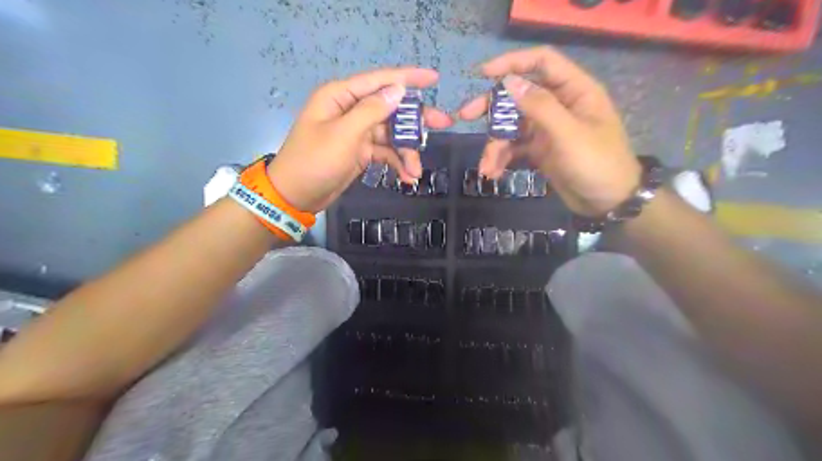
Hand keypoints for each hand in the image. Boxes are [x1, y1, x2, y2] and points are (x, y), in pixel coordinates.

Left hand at [266, 66, 451, 213]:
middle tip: (444, 124)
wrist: (296, 195)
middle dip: (415, 119)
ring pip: (391, 134)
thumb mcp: (344, 134)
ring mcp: (357, 132)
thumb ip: (372, 111)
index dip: (408, 78)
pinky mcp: (361, 151)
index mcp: (341, 96)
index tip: (434, 78)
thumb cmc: (314, 161)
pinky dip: (396, 162)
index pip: (380, 81)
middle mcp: (351, 110)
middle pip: (391, 108)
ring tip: (416, 170)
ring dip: (406, 151)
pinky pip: (385, 152)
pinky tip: (407, 176)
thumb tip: (398, 90)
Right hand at [456, 47, 641, 215]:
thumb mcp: (568, 134)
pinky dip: (502, 158)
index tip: (483, 74)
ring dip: (495, 144)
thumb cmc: (596, 163)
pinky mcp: (540, 150)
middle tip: (465, 115)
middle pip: (519, 95)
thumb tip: (509, 82)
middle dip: (492, 107)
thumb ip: (540, 106)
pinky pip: (515, 148)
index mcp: (574, 91)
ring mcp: (547, 129)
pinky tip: (493, 173)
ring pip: (512, 126)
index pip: (542, 63)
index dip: (512, 63)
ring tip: (486, 167)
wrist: (608, 203)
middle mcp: (558, 105)